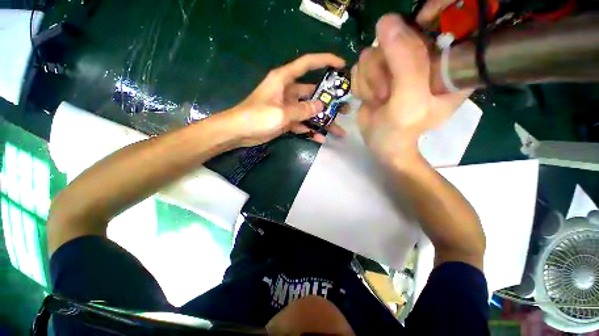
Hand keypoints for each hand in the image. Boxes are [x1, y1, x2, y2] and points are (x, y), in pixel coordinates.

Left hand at [221, 53, 345, 146]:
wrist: (236, 132)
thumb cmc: (256, 117)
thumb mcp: (282, 113)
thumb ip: (303, 110)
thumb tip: (321, 106)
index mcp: (285, 78)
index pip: (308, 63)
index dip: (326, 60)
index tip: (343, 65)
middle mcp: (288, 88)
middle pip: (314, 89)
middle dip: (331, 98)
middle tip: (347, 107)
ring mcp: (287, 104)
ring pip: (310, 108)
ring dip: (323, 118)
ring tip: (340, 129)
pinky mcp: (284, 117)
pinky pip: (301, 121)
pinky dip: (310, 128)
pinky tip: (321, 138)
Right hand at [352, 14, 468, 160]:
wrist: (382, 146)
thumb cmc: (403, 132)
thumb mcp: (410, 101)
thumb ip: (404, 63)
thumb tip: (388, 19)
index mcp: (446, 70)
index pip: (432, 36)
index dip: (411, 44)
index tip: (400, 71)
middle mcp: (427, 60)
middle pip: (397, 38)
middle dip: (383, 68)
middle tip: (388, 94)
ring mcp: (403, 61)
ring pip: (376, 49)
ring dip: (371, 77)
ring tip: (380, 99)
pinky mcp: (384, 65)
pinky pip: (364, 59)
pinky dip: (363, 80)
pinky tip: (372, 96)